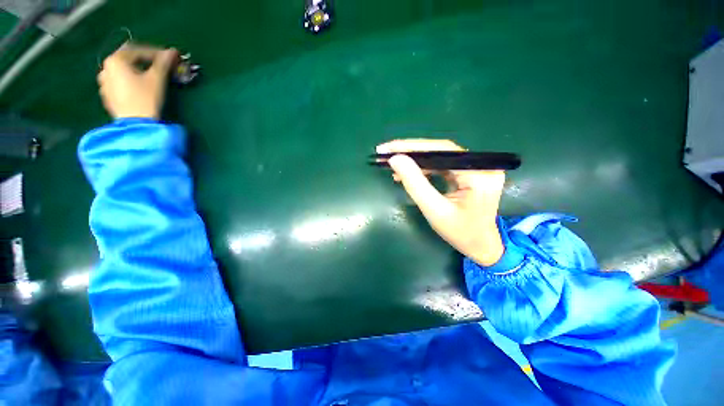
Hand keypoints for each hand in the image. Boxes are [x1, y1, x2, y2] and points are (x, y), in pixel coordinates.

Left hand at [97, 44, 177, 118]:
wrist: (136, 125)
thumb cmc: (145, 99)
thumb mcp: (157, 79)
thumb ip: (163, 63)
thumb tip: (172, 51)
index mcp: (115, 60)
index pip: (138, 50)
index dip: (156, 52)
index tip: (170, 58)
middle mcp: (106, 68)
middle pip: (128, 58)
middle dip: (145, 60)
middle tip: (160, 65)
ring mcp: (104, 83)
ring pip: (123, 70)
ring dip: (136, 70)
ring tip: (150, 76)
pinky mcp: (108, 95)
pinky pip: (119, 81)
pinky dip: (130, 80)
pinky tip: (140, 86)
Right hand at [377, 139, 504, 265]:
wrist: (480, 246)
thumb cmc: (460, 233)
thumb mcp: (434, 210)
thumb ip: (415, 184)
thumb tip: (396, 159)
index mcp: (479, 174)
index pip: (442, 150)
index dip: (412, 147)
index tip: (388, 148)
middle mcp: (481, 165)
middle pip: (440, 151)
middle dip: (411, 152)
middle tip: (386, 153)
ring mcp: (476, 169)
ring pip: (439, 158)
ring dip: (415, 161)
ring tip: (393, 165)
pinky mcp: (468, 174)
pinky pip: (442, 166)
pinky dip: (423, 169)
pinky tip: (408, 173)